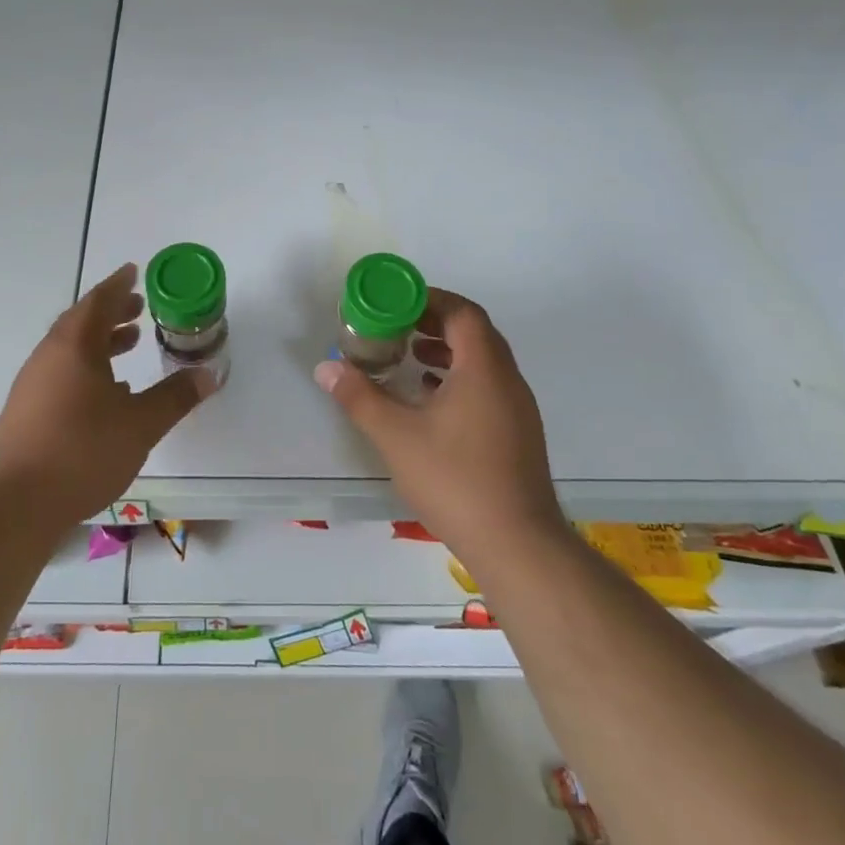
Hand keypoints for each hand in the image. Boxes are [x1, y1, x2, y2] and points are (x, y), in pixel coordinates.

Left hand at [0, 262, 214, 530]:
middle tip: (138, 308)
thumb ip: (175, 397)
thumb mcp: (140, 424)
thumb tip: (209, 374)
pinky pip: (62, 374)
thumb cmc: (82, 452)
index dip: (118, 285)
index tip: (133, 271)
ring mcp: (33, 385)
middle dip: (112, 312)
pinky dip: (88, 369)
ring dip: (100, 342)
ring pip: (70, 350)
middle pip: (81, 322)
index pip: (98, 302)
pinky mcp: (27, 412)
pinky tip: (108, 394)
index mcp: (74, 346)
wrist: (15, 506)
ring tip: (130, 344)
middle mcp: (48, 357)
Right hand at [314, 287, 566, 573]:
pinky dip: (460, 379)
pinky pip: (488, 387)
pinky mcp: (519, 435)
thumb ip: (360, 397)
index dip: (430, 299)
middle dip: (435, 322)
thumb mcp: (396, 436)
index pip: (463, 312)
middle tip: (398, 326)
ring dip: (448, 351)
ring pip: (483, 362)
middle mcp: (507, 380)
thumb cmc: (455, 480)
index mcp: (484, 369)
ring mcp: (518, 409)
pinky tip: (431, 400)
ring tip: (411, 357)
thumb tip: (326, 367)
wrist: (518, 545)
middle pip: (475, 333)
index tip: (397, 303)